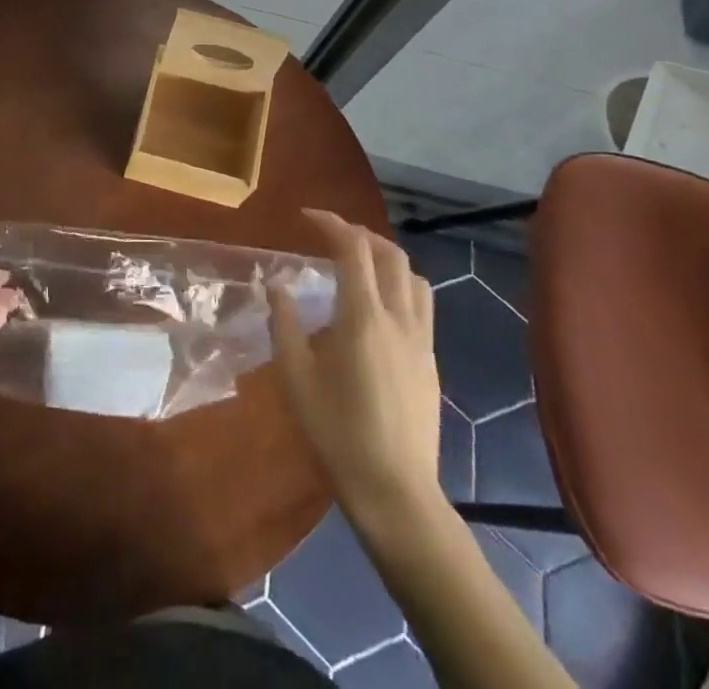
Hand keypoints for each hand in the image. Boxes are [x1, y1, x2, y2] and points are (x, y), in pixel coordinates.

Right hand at [269, 209, 444, 530]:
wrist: (396, 492)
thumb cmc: (338, 433)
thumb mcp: (296, 378)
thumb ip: (284, 324)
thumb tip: (277, 285)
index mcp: (363, 317)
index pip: (353, 249)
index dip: (331, 223)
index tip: (306, 216)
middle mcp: (399, 318)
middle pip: (389, 253)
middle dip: (359, 234)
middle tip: (330, 236)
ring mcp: (421, 339)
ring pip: (412, 276)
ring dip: (385, 257)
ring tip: (359, 264)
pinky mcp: (431, 360)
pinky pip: (421, 303)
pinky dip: (400, 285)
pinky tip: (378, 307)